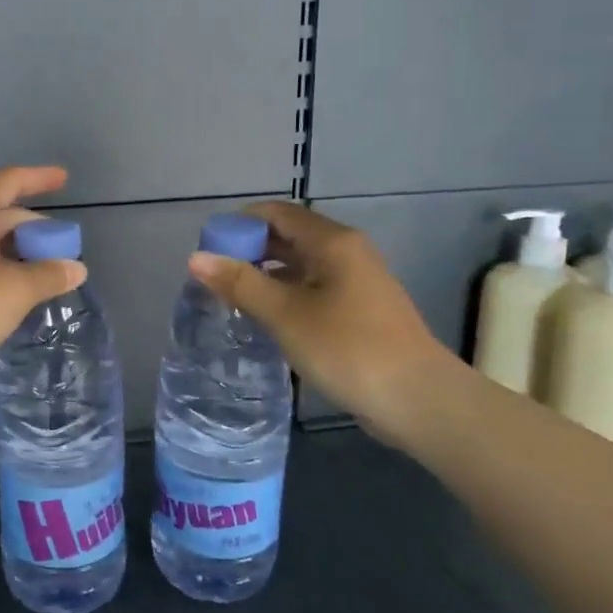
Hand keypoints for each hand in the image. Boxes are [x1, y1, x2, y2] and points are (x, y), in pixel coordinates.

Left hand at [0, 166, 87, 407]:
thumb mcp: (15, 288)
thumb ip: (49, 275)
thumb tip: (75, 268)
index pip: (9, 181)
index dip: (39, 178)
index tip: (65, 178)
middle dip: (32, 228)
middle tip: (63, 247)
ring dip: (17, 256)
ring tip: (48, 275)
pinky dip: (0, 277)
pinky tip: (17, 298)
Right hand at [189, 201, 452, 445]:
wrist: (417, 399)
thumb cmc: (348, 349)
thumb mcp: (286, 315)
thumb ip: (240, 284)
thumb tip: (195, 257)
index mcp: (332, 242)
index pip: (277, 213)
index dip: (239, 223)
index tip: (207, 248)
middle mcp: (347, 252)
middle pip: (289, 236)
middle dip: (249, 250)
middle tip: (212, 276)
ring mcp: (356, 282)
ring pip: (301, 265)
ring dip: (265, 275)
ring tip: (230, 298)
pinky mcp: (359, 310)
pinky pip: (313, 289)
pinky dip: (285, 295)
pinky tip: (264, 318)